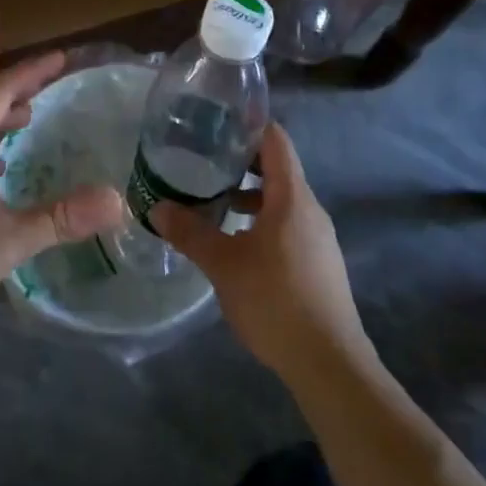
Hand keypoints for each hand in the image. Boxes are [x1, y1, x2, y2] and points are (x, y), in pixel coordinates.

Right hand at [151, 123, 371, 383]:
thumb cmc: (275, 301)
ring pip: (282, 200)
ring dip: (250, 196)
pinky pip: (288, 225)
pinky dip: (262, 220)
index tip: (218, 122)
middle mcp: (310, 209)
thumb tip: (157, 207)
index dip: (250, 126)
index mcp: (292, 197)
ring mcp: (319, 238)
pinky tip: (237, 243)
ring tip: (214, 202)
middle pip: (279, 169)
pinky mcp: (319, 263)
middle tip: (205, 161)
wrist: (329, 363)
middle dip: (242, 163)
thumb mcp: (224, 265)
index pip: (276, 141)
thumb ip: (190, 233)